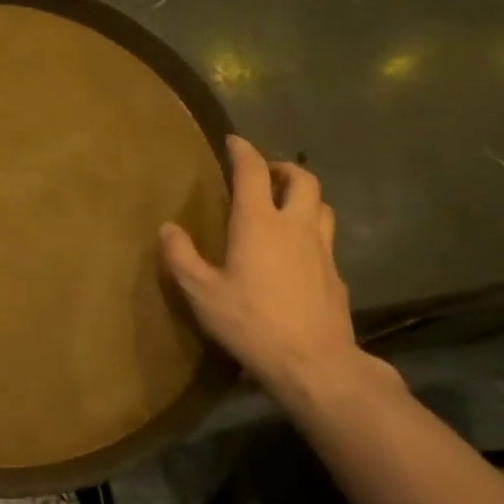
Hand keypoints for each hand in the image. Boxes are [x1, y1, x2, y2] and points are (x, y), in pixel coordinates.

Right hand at [160, 135, 361, 395]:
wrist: (314, 361)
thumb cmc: (250, 322)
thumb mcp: (201, 293)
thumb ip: (181, 257)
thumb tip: (168, 228)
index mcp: (259, 223)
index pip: (253, 171)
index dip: (243, 151)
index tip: (233, 141)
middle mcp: (296, 225)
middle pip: (302, 178)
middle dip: (283, 168)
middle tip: (265, 173)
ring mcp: (322, 248)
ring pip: (322, 204)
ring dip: (304, 195)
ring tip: (285, 205)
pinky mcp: (336, 273)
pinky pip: (325, 237)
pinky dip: (311, 229)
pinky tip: (297, 251)